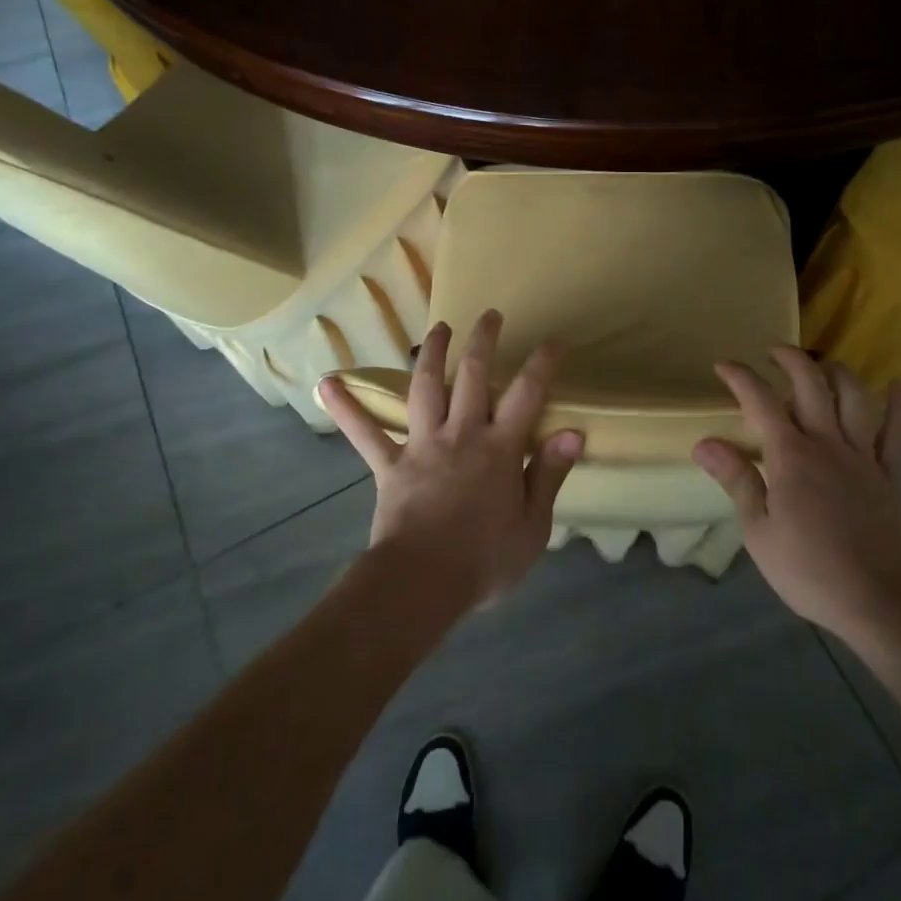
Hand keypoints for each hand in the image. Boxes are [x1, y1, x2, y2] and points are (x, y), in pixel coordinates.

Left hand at [318, 310, 584, 612]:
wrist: (420, 585)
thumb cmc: (484, 561)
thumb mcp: (533, 527)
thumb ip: (550, 474)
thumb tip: (573, 432)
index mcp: (500, 448)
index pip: (526, 393)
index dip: (542, 363)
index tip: (553, 340)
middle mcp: (461, 434)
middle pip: (472, 375)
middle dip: (482, 340)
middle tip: (489, 315)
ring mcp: (422, 445)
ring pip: (425, 388)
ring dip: (432, 354)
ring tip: (439, 327)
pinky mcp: (390, 465)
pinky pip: (365, 433)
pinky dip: (346, 408)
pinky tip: (327, 383)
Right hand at [693, 347, 900, 641]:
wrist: (878, 600)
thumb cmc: (808, 569)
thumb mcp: (759, 531)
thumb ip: (737, 480)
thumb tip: (704, 443)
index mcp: (791, 456)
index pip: (761, 402)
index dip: (740, 377)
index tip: (723, 365)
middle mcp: (828, 444)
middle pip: (811, 384)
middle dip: (790, 359)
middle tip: (773, 352)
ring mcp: (865, 457)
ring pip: (855, 398)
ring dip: (837, 372)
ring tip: (822, 365)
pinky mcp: (894, 475)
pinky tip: (898, 386)